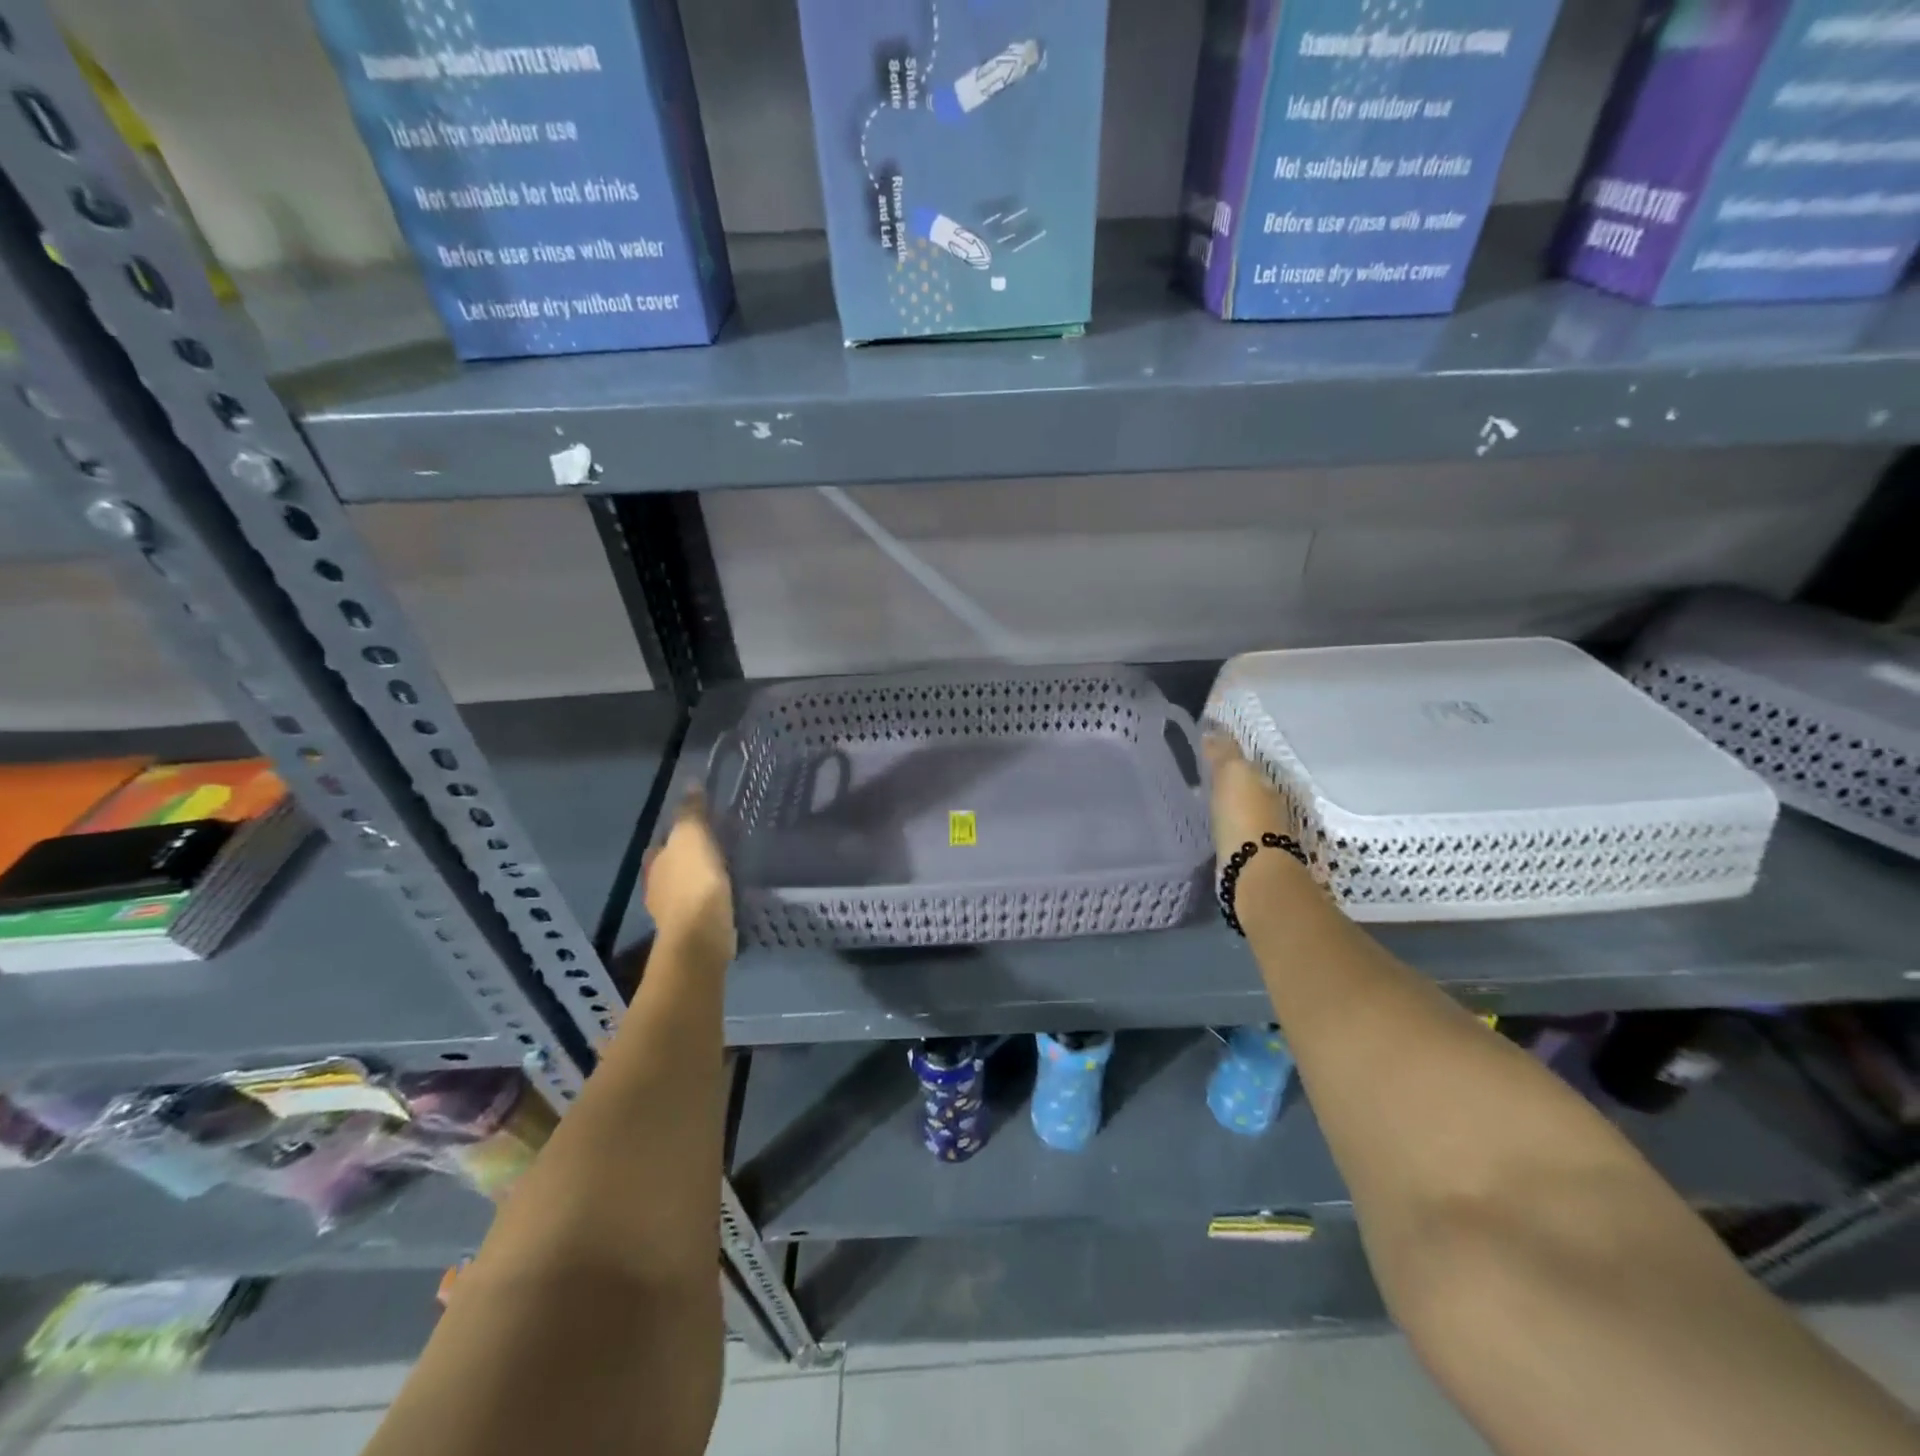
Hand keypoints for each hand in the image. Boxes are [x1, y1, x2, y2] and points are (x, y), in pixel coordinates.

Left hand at [643, 790, 735, 963]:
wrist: (701, 935)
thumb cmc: (693, 881)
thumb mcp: (692, 836)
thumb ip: (691, 812)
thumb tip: (690, 783)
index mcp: (654, 863)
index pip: (660, 843)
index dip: (674, 835)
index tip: (694, 828)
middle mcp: (657, 887)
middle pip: (671, 867)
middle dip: (686, 859)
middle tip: (713, 848)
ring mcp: (673, 912)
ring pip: (686, 888)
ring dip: (699, 880)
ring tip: (724, 871)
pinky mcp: (692, 929)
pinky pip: (701, 907)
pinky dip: (710, 900)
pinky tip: (726, 896)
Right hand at [1203, 730, 1293, 862]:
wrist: (1252, 869)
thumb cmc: (1243, 815)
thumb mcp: (1231, 774)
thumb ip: (1223, 752)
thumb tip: (1211, 731)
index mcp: (1264, 781)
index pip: (1244, 762)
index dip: (1225, 756)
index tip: (1203, 752)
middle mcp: (1268, 803)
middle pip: (1245, 786)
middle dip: (1226, 780)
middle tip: (1199, 775)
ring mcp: (1262, 830)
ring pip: (1240, 808)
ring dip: (1225, 804)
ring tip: (1201, 800)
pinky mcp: (1249, 853)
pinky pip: (1234, 830)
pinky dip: (1224, 824)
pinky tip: (1210, 825)